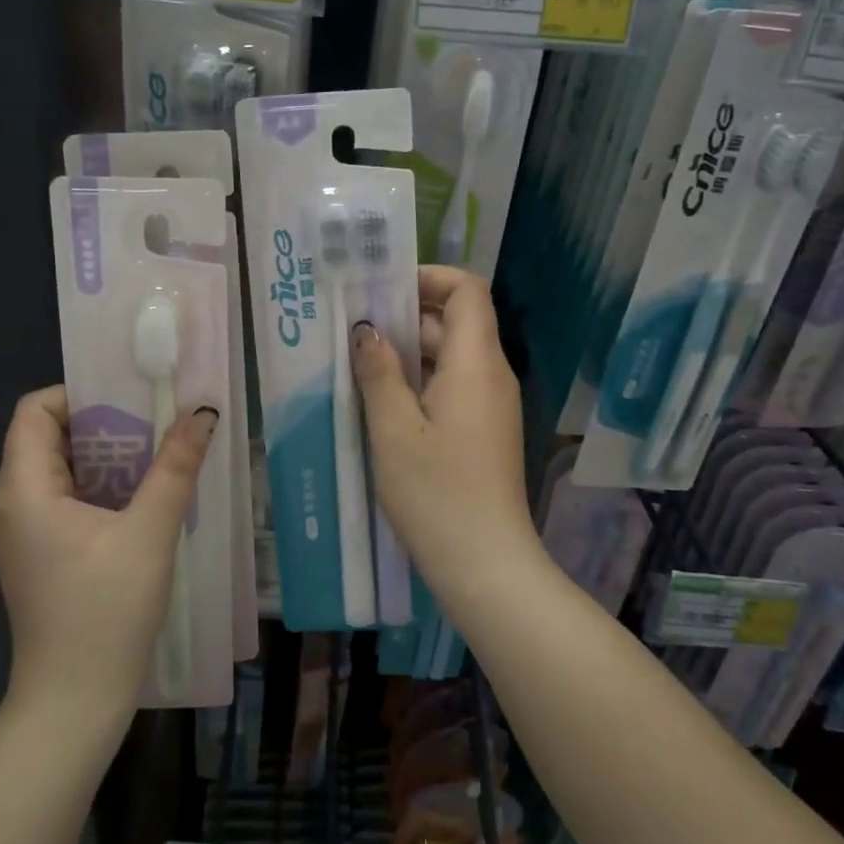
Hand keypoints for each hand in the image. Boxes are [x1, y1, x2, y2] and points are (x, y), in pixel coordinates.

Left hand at [0, 386, 218, 714]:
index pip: (34, 410)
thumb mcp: (149, 531)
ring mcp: (24, 533)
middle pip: (48, 437)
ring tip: (157, 455)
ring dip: (107, 457)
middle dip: (104, 423)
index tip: (130, 399)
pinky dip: (101, 487)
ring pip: (61, 470)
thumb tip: (203, 412)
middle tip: (156, 424)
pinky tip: (142, 499)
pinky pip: (66, 500)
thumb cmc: (106, 610)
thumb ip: (176, 466)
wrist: (74, 700)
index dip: (78, 394)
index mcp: (25, 489)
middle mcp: (13, 504)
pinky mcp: (40, 556)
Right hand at [351, 267, 533, 590]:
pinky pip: (453, 386)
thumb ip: (379, 372)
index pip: (467, 290)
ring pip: (451, 356)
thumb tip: (367, 330)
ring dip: (409, 351)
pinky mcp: (484, 430)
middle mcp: (491, 375)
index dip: (428, 278)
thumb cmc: (437, 493)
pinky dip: (420, 380)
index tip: (381, 291)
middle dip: (406, 315)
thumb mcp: (394, 430)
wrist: (485, 565)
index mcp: (476, 363)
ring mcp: (490, 405)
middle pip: (455, 321)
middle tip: (353, 326)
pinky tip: (382, 401)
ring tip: (358, 361)